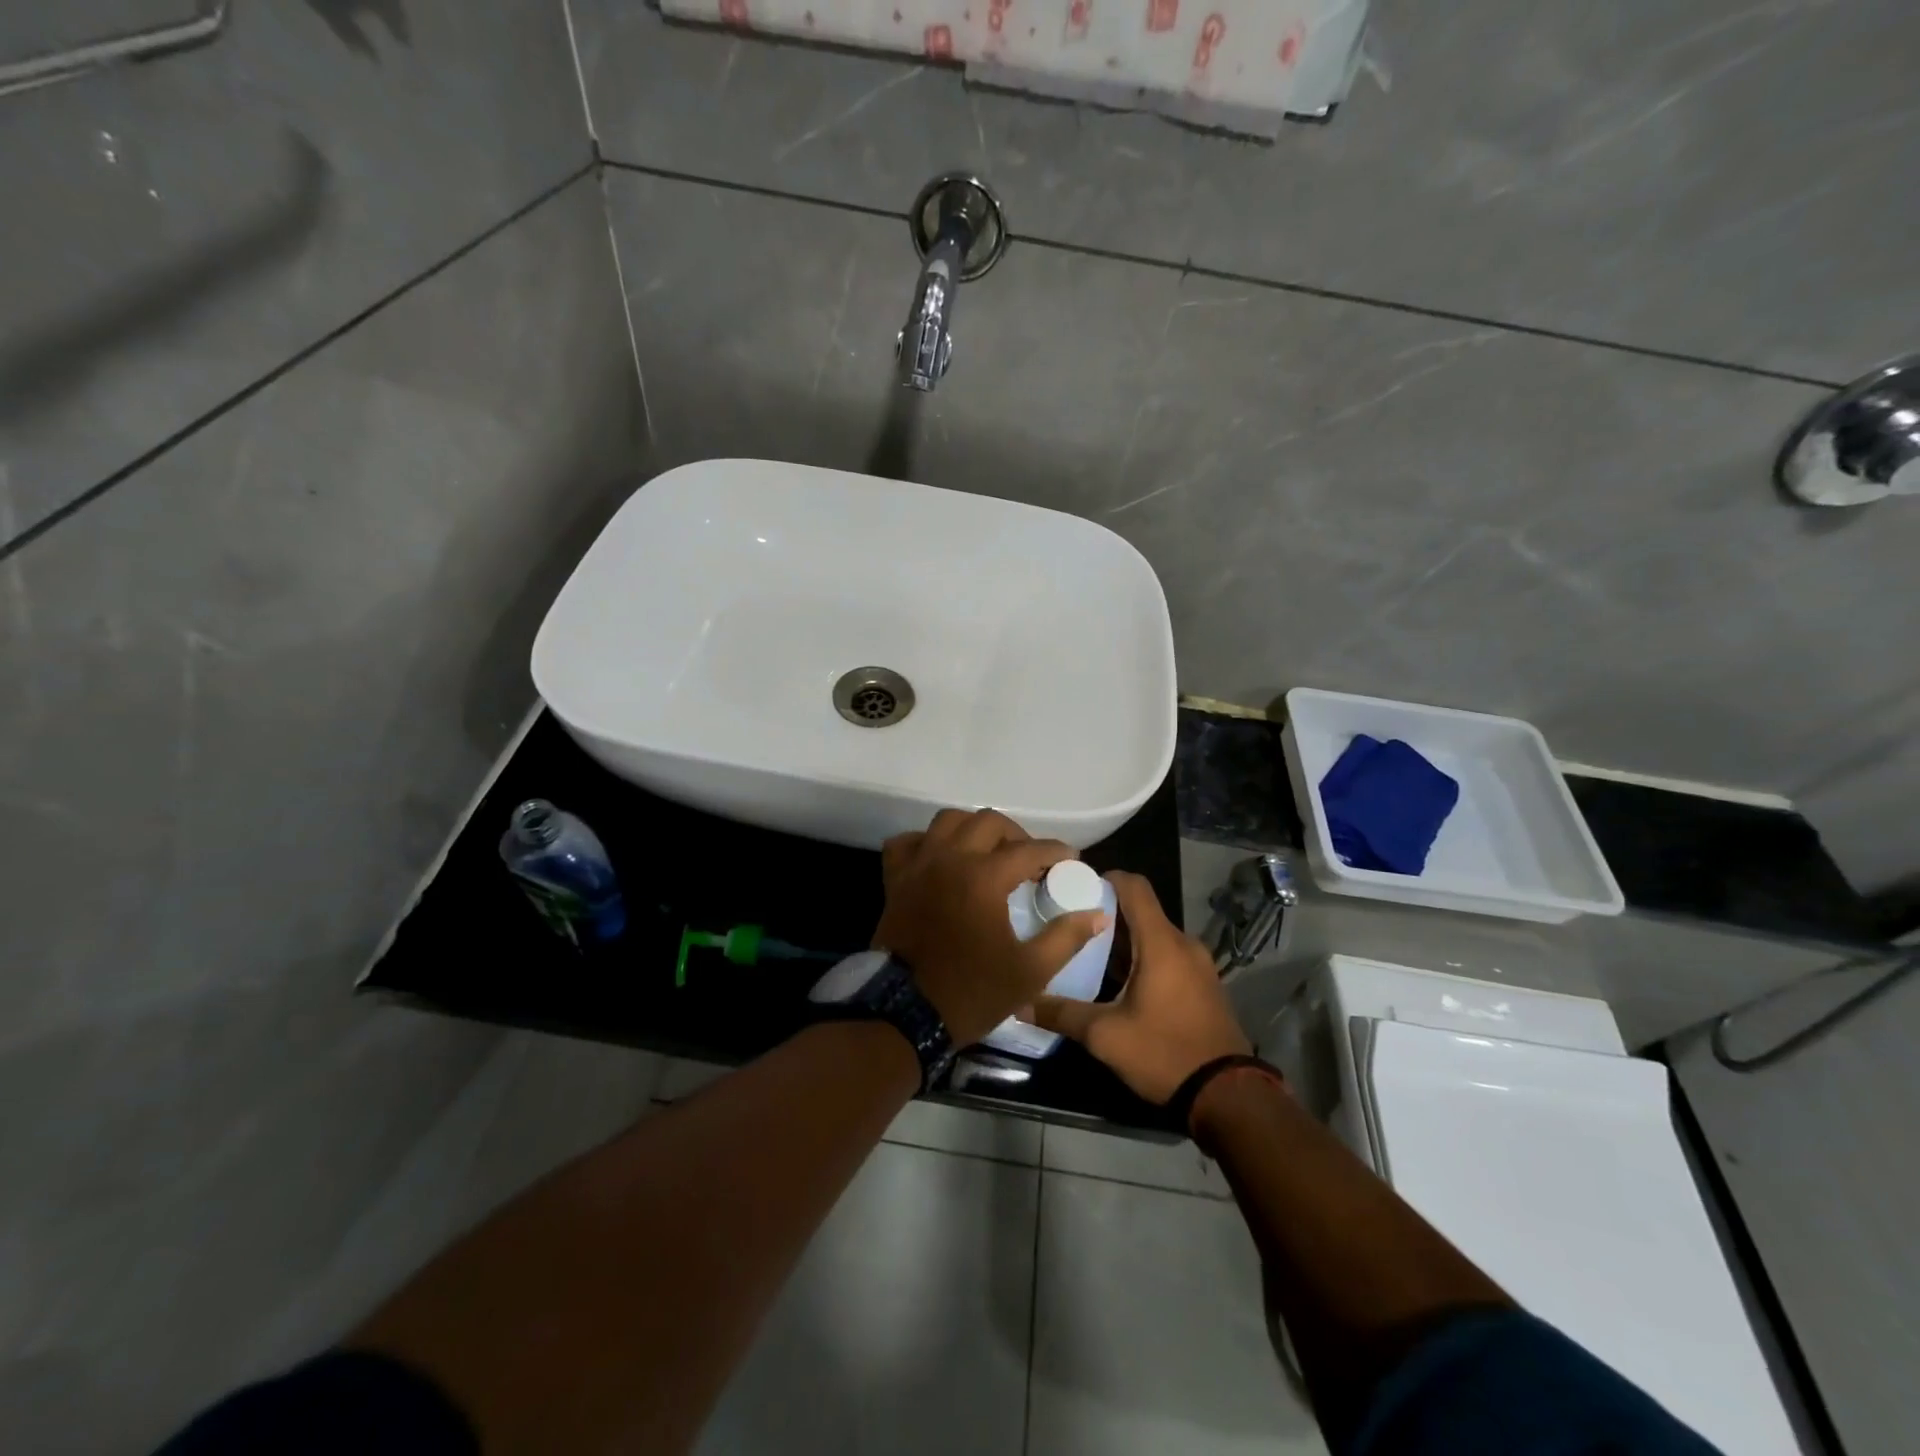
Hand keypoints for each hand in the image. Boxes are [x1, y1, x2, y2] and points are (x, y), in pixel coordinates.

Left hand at [874, 809, 1110, 1048]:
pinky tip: (940, 858)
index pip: (1029, 850)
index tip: (1071, 860)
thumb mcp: (1030, 972)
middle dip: (1016, 835)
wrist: (904, 1014)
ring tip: (988, 852)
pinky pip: (907, 843)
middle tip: (1030, 860)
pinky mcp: (895, 880)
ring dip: (973, 829)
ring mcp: (918, 866)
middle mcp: (950, 858)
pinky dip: (926, 842)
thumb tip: (1097, 915)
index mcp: (984, 877)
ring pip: (947, 821)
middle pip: (988, 822)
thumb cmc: (971, 992)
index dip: (1055, 852)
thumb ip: (1066, 938)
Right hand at [1028, 871, 1249, 1103]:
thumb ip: (1062, 1013)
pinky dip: (1143, 958)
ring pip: (1154, 935)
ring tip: (1089, 956)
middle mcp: (1183, 943)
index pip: (1134, 886)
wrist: (1228, 1096)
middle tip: (1070, 927)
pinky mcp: (1204, 985)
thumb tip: (1021, 1003)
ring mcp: (1199, 964)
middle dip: (1106, 914)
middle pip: (1141, 911)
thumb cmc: (1164, 1053)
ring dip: (1124, 940)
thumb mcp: (1105, 1036)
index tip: (1074, 890)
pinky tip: (1120, 984)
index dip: (1104, 879)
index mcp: (1161, 942)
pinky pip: (1169, 956)